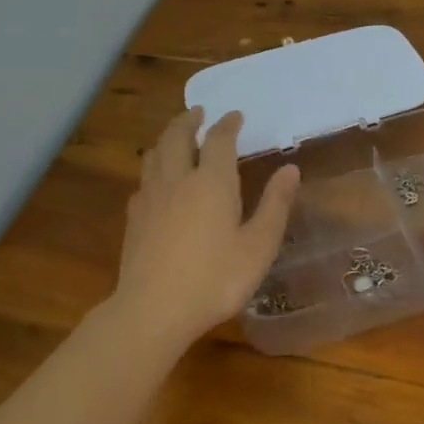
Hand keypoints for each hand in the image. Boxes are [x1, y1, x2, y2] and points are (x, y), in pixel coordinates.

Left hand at [111, 108, 299, 347]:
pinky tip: (157, 183)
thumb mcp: (258, 246)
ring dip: (166, 138)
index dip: (228, 124)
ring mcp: (150, 198)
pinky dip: (153, 169)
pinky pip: (143, 180)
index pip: (219, 139)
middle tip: (198, 112)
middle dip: (188, 120)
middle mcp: (178, 179)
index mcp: (212, 181)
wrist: (153, 311)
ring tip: (176, 138)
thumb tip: (290, 169)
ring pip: (154, 154)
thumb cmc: (215, 278)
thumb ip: (275, 205)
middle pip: (177, 136)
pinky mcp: (134, 219)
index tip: (235, 116)